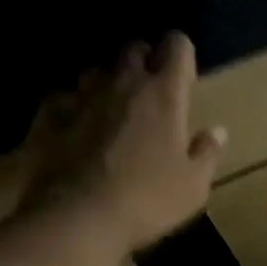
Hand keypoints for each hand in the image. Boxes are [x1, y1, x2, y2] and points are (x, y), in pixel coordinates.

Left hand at [21, 33, 226, 251]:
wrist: (78, 218)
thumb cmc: (146, 202)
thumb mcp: (192, 187)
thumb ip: (206, 154)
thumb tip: (217, 131)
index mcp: (163, 95)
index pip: (177, 46)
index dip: (181, 55)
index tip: (183, 79)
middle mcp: (122, 84)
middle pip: (133, 50)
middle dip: (143, 63)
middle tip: (148, 93)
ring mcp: (81, 98)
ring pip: (95, 73)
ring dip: (104, 85)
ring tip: (108, 111)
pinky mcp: (49, 117)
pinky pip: (60, 100)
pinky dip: (69, 109)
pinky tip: (71, 130)